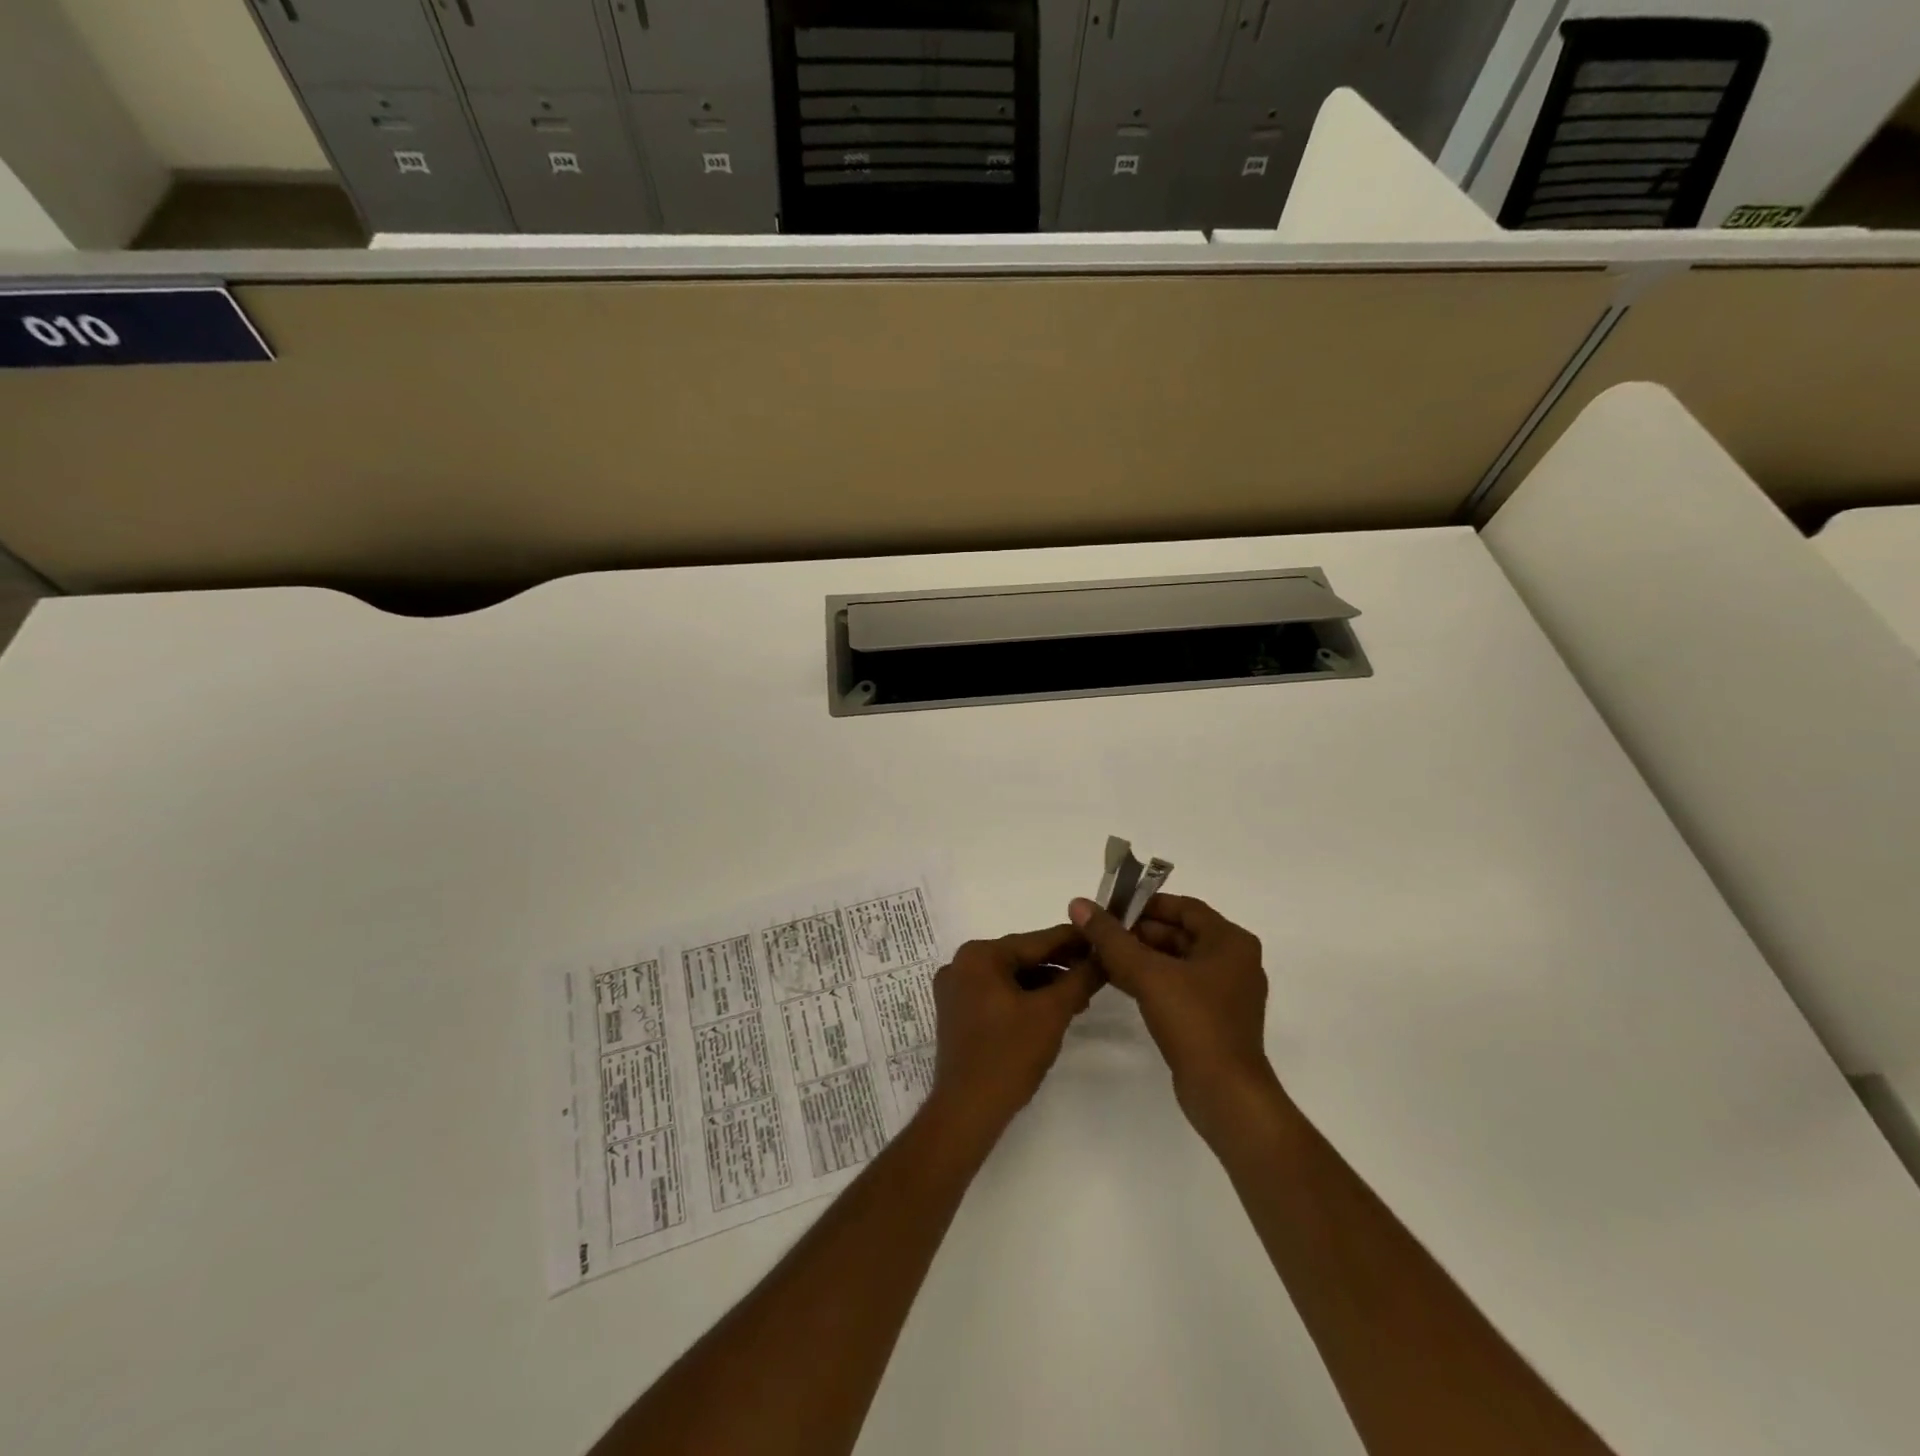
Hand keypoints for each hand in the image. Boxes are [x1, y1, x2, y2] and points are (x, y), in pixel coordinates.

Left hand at [927, 926, 1101, 1144]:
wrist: (966, 1111)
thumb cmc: (1009, 1055)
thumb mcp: (1052, 1013)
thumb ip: (1079, 979)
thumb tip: (1103, 954)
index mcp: (979, 955)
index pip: (1036, 941)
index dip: (1073, 941)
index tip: (1102, 937)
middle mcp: (962, 964)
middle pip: (1022, 958)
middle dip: (1060, 968)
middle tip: (1097, 974)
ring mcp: (956, 990)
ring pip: (1011, 978)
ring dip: (1045, 986)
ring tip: (1080, 999)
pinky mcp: (957, 1014)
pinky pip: (998, 995)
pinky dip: (1024, 1000)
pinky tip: (1051, 1012)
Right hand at [1068, 894, 1277, 1146]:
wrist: (1225, 1094)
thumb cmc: (1193, 1022)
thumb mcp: (1147, 974)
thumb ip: (1111, 938)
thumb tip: (1079, 904)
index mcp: (1230, 942)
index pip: (1184, 907)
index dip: (1146, 904)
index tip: (1111, 908)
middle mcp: (1234, 961)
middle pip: (1179, 933)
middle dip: (1138, 932)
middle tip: (1099, 934)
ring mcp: (1225, 993)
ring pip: (1176, 961)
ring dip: (1140, 957)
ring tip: (1100, 956)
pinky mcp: (1213, 1018)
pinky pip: (1178, 986)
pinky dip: (1151, 980)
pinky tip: (1118, 981)